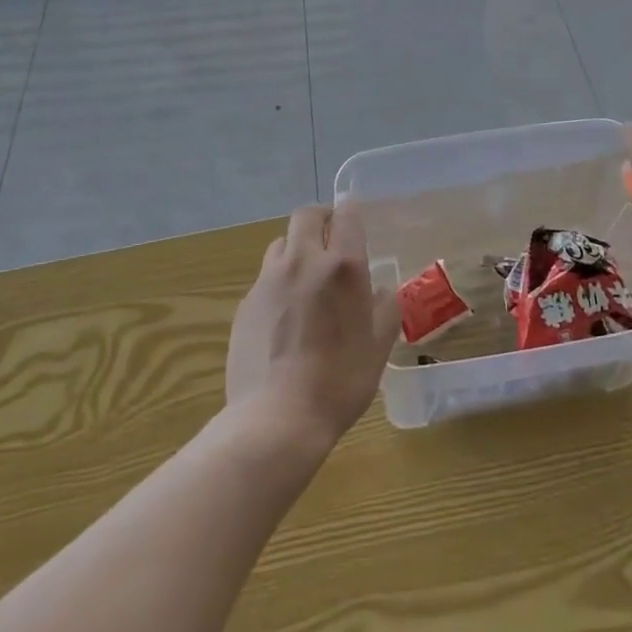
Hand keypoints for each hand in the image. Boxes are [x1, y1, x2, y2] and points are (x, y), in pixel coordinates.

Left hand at [226, 205, 400, 444]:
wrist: (277, 418)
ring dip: (296, 248)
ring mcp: (269, 280)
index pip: (346, 215)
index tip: (355, 223)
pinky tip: (284, 313)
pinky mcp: (246, 302)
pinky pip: (265, 276)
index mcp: (343, 266)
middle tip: (331, 238)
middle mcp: (303, 261)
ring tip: (306, 276)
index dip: (351, 213)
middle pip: (306, 216)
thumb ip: (386, 309)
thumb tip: (383, 290)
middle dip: (320, 219)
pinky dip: (278, 281)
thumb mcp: (379, 346)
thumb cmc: (340, 381)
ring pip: (281, 243)